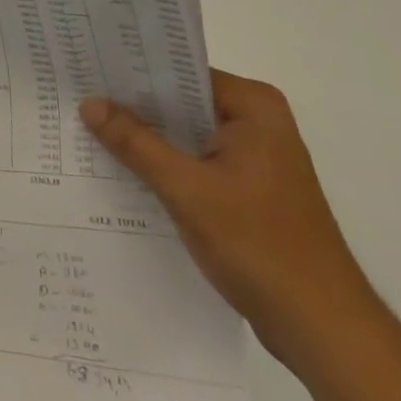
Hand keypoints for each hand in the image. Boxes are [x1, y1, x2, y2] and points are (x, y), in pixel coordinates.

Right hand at [80, 72, 382, 372]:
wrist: (323, 331)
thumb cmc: (260, 247)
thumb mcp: (186, 190)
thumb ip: (135, 143)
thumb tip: (89, 103)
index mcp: (254, 107)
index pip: (181, 73)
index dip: (133, 73)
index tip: (87, 69)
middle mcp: (258, 123)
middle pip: (182, 103)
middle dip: (134, 107)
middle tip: (77, 98)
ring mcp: (254, 158)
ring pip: (186, 136)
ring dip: (146, 140)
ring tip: (87, 130)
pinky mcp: (248, 191)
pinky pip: (195, 163)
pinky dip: (164, 166)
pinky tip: (122, 172)